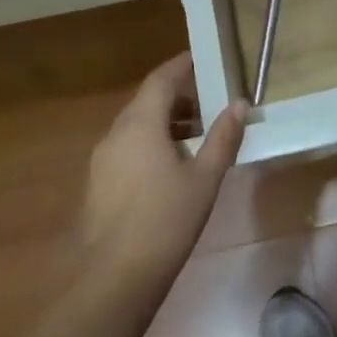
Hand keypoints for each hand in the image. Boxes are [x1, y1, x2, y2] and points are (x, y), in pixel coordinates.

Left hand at [84, 52, 246, 291]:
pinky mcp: (97, 182)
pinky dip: (149, 141)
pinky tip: (169, 165)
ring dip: (164, 121)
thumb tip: (238, 103)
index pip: (161, 80)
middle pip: (146, 101)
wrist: (116, 277)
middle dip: (177, 96)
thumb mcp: (205, 177)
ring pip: (134, 125)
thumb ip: (223, 137)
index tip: (200, 59)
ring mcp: (101, 159)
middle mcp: (115, 133)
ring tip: (196, 135)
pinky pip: (126, 146)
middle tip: (208, 101)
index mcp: (140, 124)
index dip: (180, 66)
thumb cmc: (167, 220)